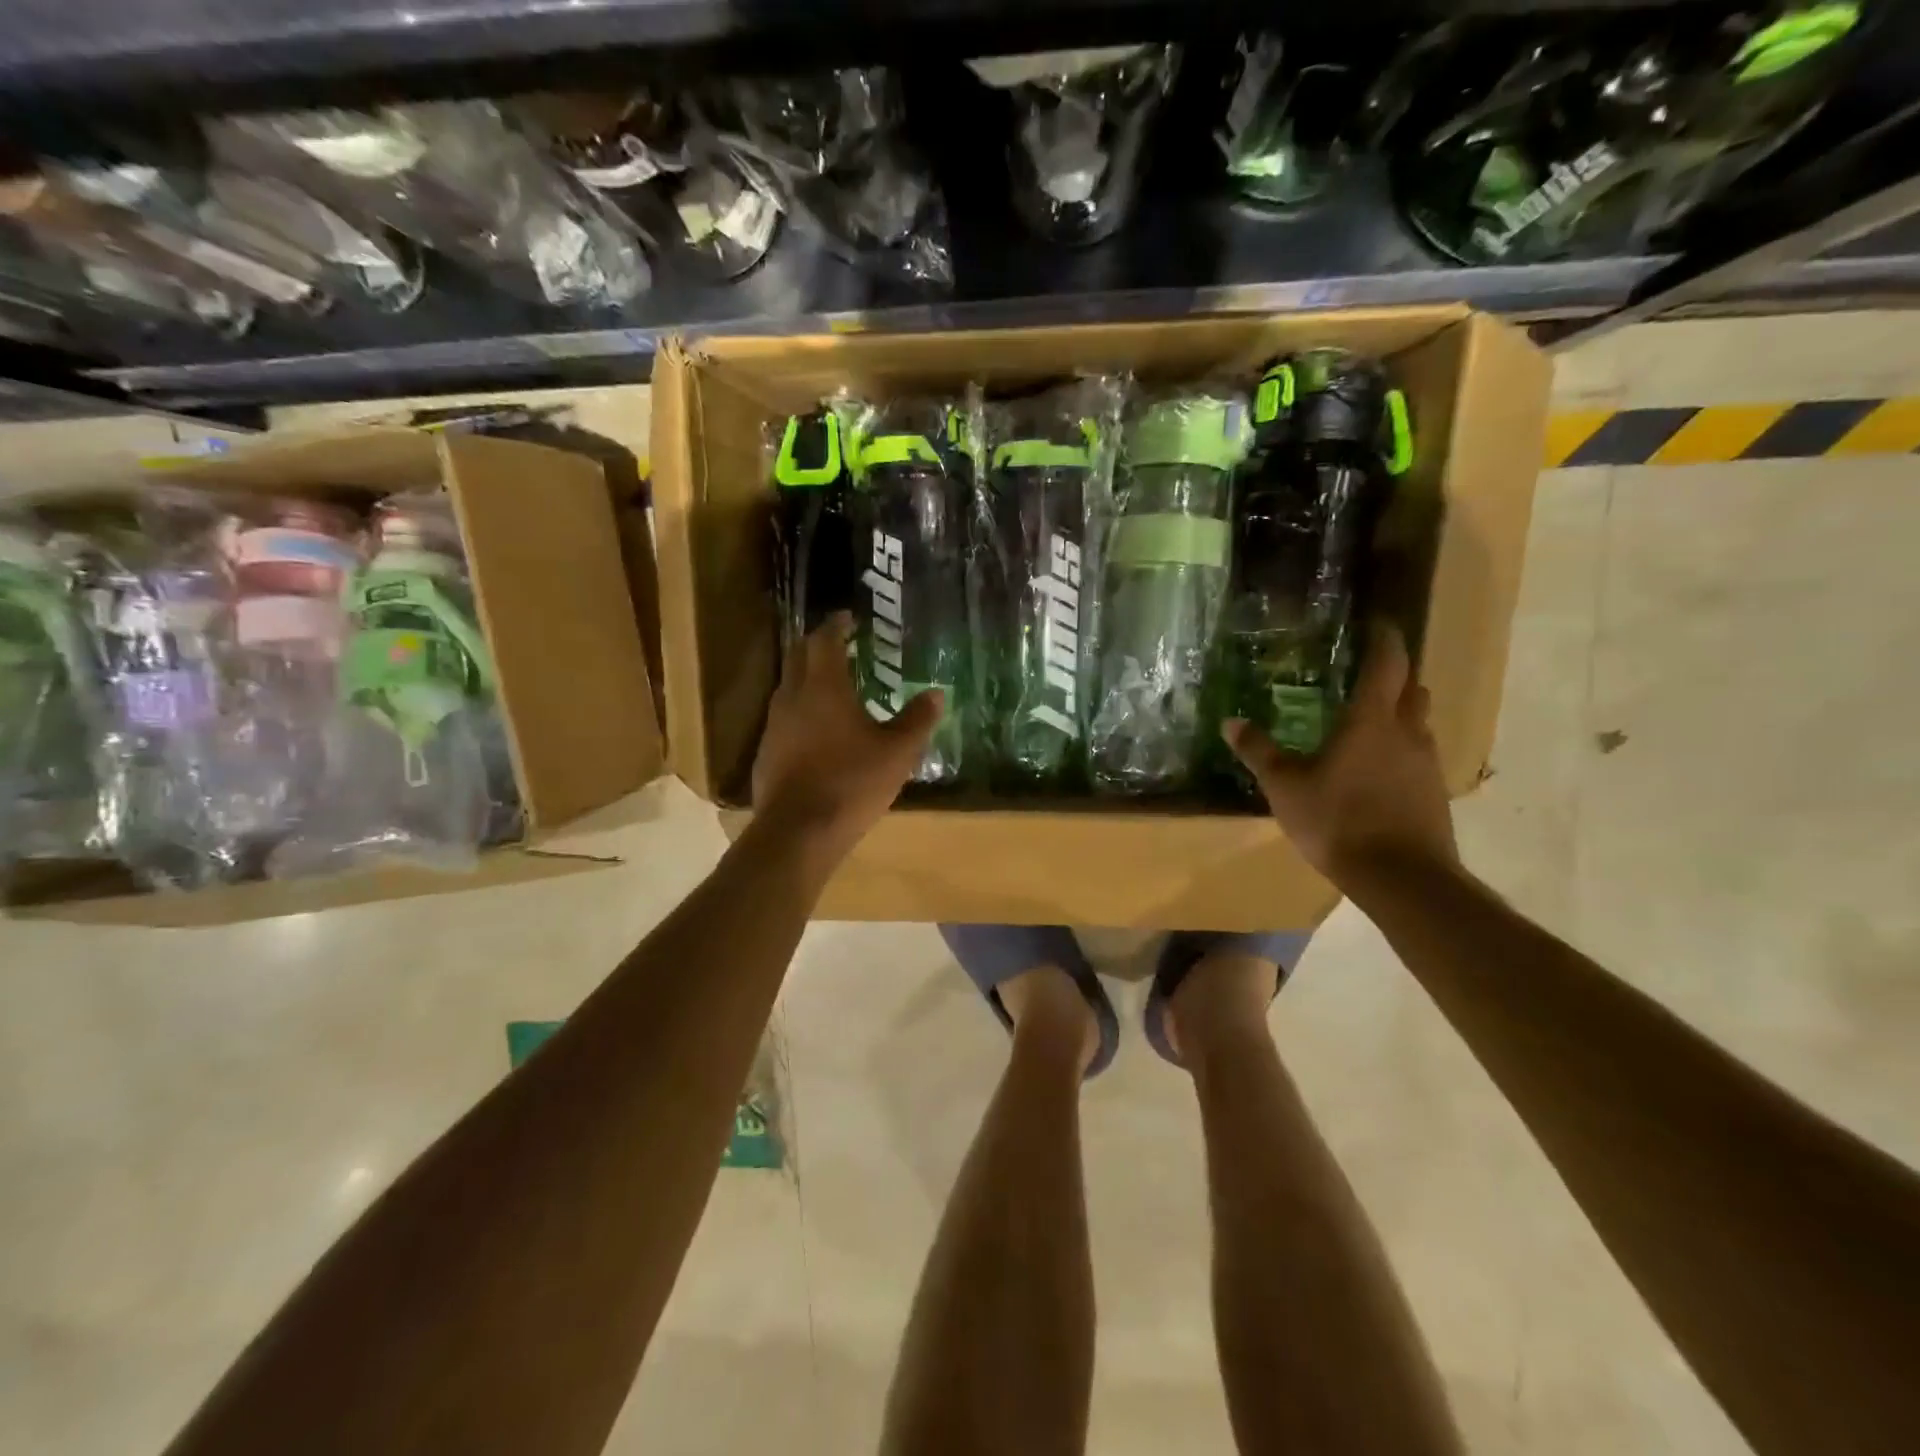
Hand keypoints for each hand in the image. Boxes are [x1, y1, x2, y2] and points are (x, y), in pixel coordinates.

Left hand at [751, 613, 941, 862]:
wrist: (798, 832)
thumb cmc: (851, 783)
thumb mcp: (897, 753)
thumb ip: (917, 720)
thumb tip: (936, 693)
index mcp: (823, 687)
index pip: (824, 640)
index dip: (836, 625)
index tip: (848, 618)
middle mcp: (792, 697)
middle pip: (799, 656)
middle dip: (818, 644)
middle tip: (840, 643)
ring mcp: (774, 725)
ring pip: (789, 687)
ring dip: (807, 677)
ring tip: (833, 684)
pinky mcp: (767, 752)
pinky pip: (784, 716)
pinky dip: (801, 709)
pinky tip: (818, 728)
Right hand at [1223, 624, 1456, 889]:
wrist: (1401, 877)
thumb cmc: (1338, 820)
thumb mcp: (1285, 786)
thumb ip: (1259, 752)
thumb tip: (1230, 723)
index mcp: (1371, 720)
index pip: (1387, 663)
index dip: (1385, 639)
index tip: (1378, 624)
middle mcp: (1406, 732)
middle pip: (1412, 689)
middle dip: (1395, 675)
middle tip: (1368, 673)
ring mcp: (1425, 763)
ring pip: (1418, 723)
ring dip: (1400, 713)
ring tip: (1370, 721)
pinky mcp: (1433, 792)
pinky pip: (1418, 756)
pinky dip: (1401, 749)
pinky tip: (1378, 769)